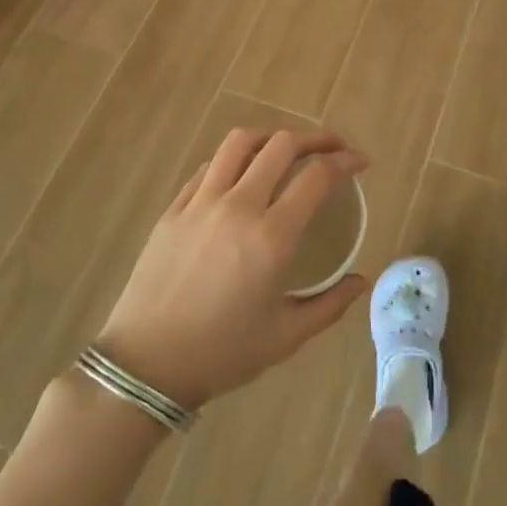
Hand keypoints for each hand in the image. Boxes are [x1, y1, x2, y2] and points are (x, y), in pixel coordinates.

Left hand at [95, 128, 367, 410]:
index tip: (360, 161)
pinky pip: (209, 167)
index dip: (345, 161)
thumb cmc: (221, 354)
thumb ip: (330, 305)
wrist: (145, 366)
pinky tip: (241, 176)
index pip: (317, 176)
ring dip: (271, 138)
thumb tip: (361, 281)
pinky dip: (234, 160)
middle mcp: (239, 207)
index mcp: (272, 237)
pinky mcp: (174, 208)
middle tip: (332, 149)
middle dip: (315, 138)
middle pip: (282, 145)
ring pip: (240, 143)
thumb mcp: (285, 338)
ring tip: (285, 151)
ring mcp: (201, 202)